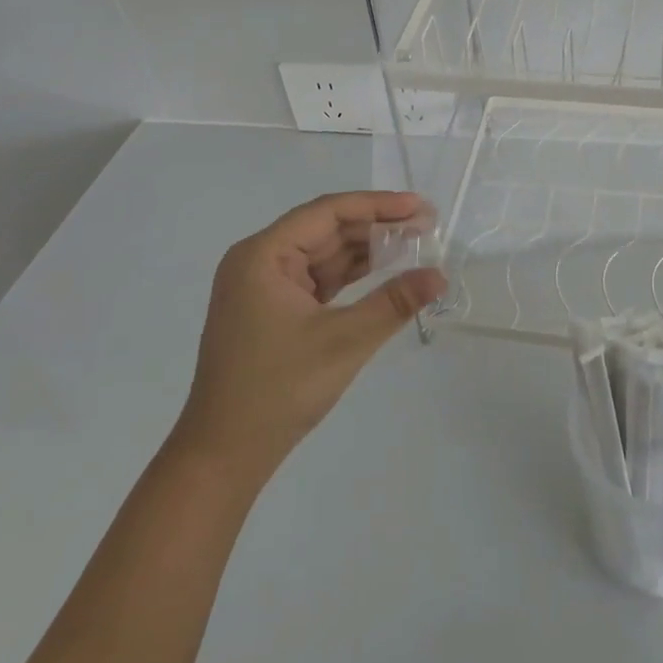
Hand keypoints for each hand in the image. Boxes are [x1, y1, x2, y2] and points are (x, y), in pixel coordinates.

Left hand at [170, 191, 444, 476]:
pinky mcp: (271, 309)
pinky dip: (350, 275)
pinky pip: (317, 278)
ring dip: (366, 250)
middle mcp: (259, 260)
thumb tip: (440, 276)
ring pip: (324, 253)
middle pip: (326, 229)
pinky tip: (384, 272)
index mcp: (263, 254)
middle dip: (376, 227)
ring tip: (414, 245)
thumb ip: (394, 302)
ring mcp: (263, 286)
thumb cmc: (278, 390)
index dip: (377, 205)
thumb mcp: (344, 341)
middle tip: (426, 226)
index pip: (328, 212)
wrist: (223, 457)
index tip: (419, 206)